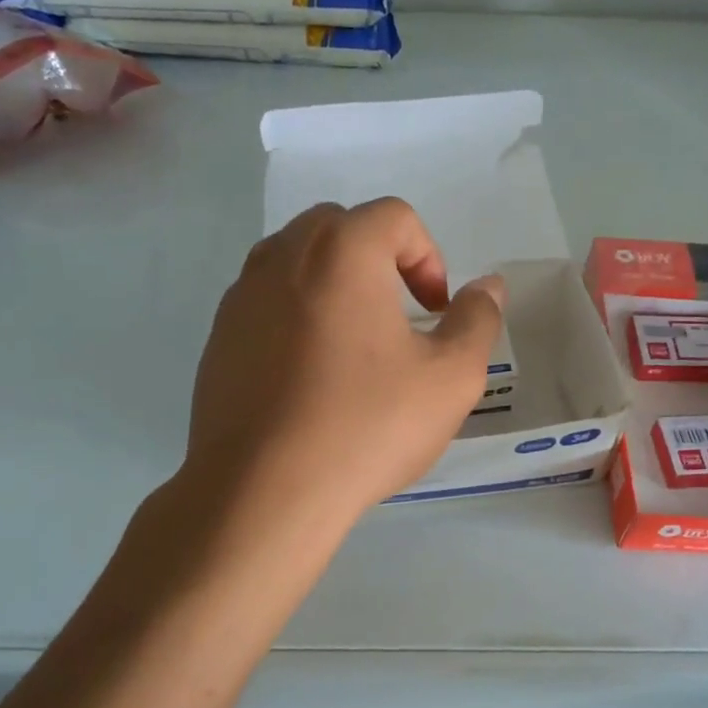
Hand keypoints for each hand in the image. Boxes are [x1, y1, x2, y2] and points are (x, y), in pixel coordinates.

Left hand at [187, 198, 505, 526]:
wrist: (263, 490)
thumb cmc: (367, 426)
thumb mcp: (450, 378)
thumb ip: (477, 321)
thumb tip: (489, 287)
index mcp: (342, 250)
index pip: (394, 217)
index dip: (429, 257)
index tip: (435, 312)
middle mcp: (283, 256)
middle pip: (340, 228)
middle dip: (380, 261)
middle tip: (399, 318)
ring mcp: (241, 296)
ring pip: (296, 262)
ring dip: (334, 285)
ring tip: (354, 347)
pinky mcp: (218, 338)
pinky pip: (266, 303)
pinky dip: (296, 317)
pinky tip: (310, 378)